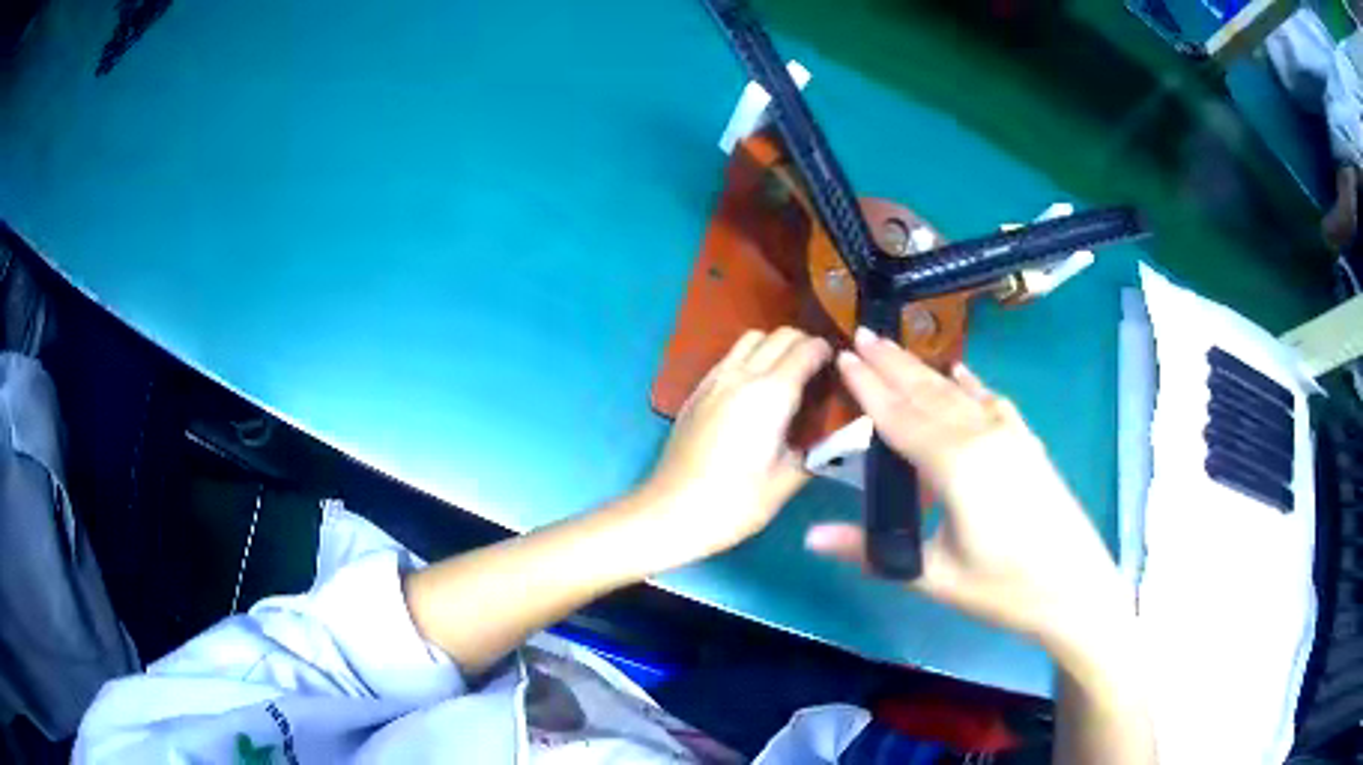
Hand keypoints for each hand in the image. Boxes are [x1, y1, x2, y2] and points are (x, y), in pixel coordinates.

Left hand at [637, 327, 830, 566]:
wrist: (671, 512)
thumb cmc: (734, 502)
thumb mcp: (786, 481)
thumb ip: (817, 453)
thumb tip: (835, 438)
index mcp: (770, 394)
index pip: (806, 349)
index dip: (828, 352)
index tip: (840, 368)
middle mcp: (741, 375)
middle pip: (780, 335)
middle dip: (805, 344)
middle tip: (819, 373)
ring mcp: (714, 380)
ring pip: (751, 339)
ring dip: (774, 346)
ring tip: (788, 375)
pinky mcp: (696, 392)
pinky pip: (729, 357)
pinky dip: (750, 358)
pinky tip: (755, 390)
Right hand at [805, 328, 1129, 659]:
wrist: (1076, 589)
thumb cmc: (1003, 588)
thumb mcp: (934, 576)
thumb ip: (870, 552)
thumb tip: (811, 538)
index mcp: (954, 464)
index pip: (900, 418)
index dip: (869, 388)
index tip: (844, 356)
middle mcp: (981, 436)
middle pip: (928, 393)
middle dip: (893, 363)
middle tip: (863, 334)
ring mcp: (1009, 435)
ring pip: (958, 393)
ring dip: (924, 370)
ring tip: (896, 348)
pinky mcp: (1027, 444)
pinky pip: (992, 403)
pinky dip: (971, 385)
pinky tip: (960, 373)